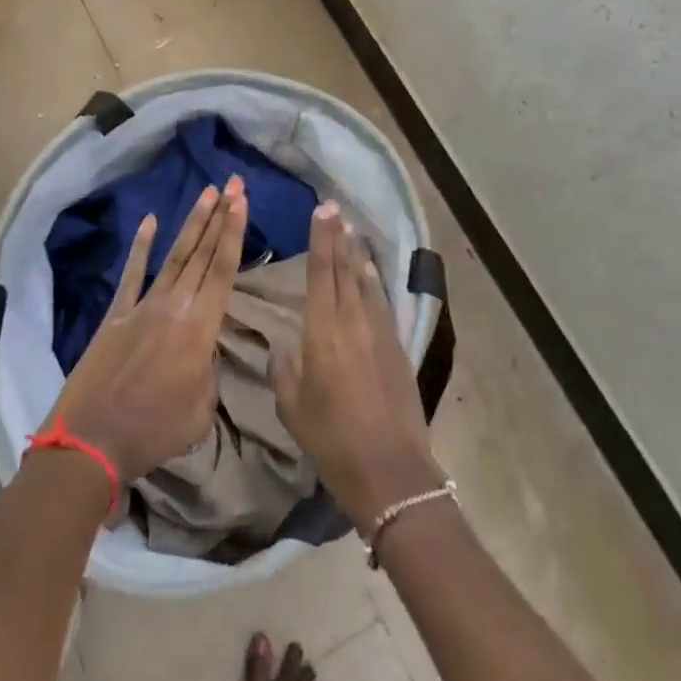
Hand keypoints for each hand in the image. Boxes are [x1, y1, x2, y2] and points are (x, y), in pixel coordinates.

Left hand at [50, 177, 248, 483]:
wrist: (92, 440)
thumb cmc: (154, 432)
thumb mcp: (201, 411)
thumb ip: (209, 372)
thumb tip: (204, 351)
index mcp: (200, 330)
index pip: (223, 271)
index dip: (234, 233)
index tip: (242, 201)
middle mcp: (174, 306)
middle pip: (202, 254)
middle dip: (221, 216)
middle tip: (234, 183)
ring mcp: (142, 306)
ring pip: (174, 256)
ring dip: (192, 223)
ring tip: (207, 193)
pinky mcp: (116, 313)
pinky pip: (131, 274)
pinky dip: (141, 246)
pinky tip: (150, 221)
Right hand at [271, 202, 443, 535]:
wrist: (390, 471)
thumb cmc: (332, 440)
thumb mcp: (292, 407)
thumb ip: (283, 370)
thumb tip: (283, 349)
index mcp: (322, 330)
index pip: (321, 273)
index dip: (321, 239)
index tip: (322, 211)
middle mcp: (352, 321)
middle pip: (345, 269)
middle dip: (339, 237)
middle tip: (335, 209)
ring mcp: (379, 333)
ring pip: (366, 283)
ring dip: (357, 256)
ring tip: (352, 233)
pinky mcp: (397, 348)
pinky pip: (381, 303)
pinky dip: (374, 283)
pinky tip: (370, 274)